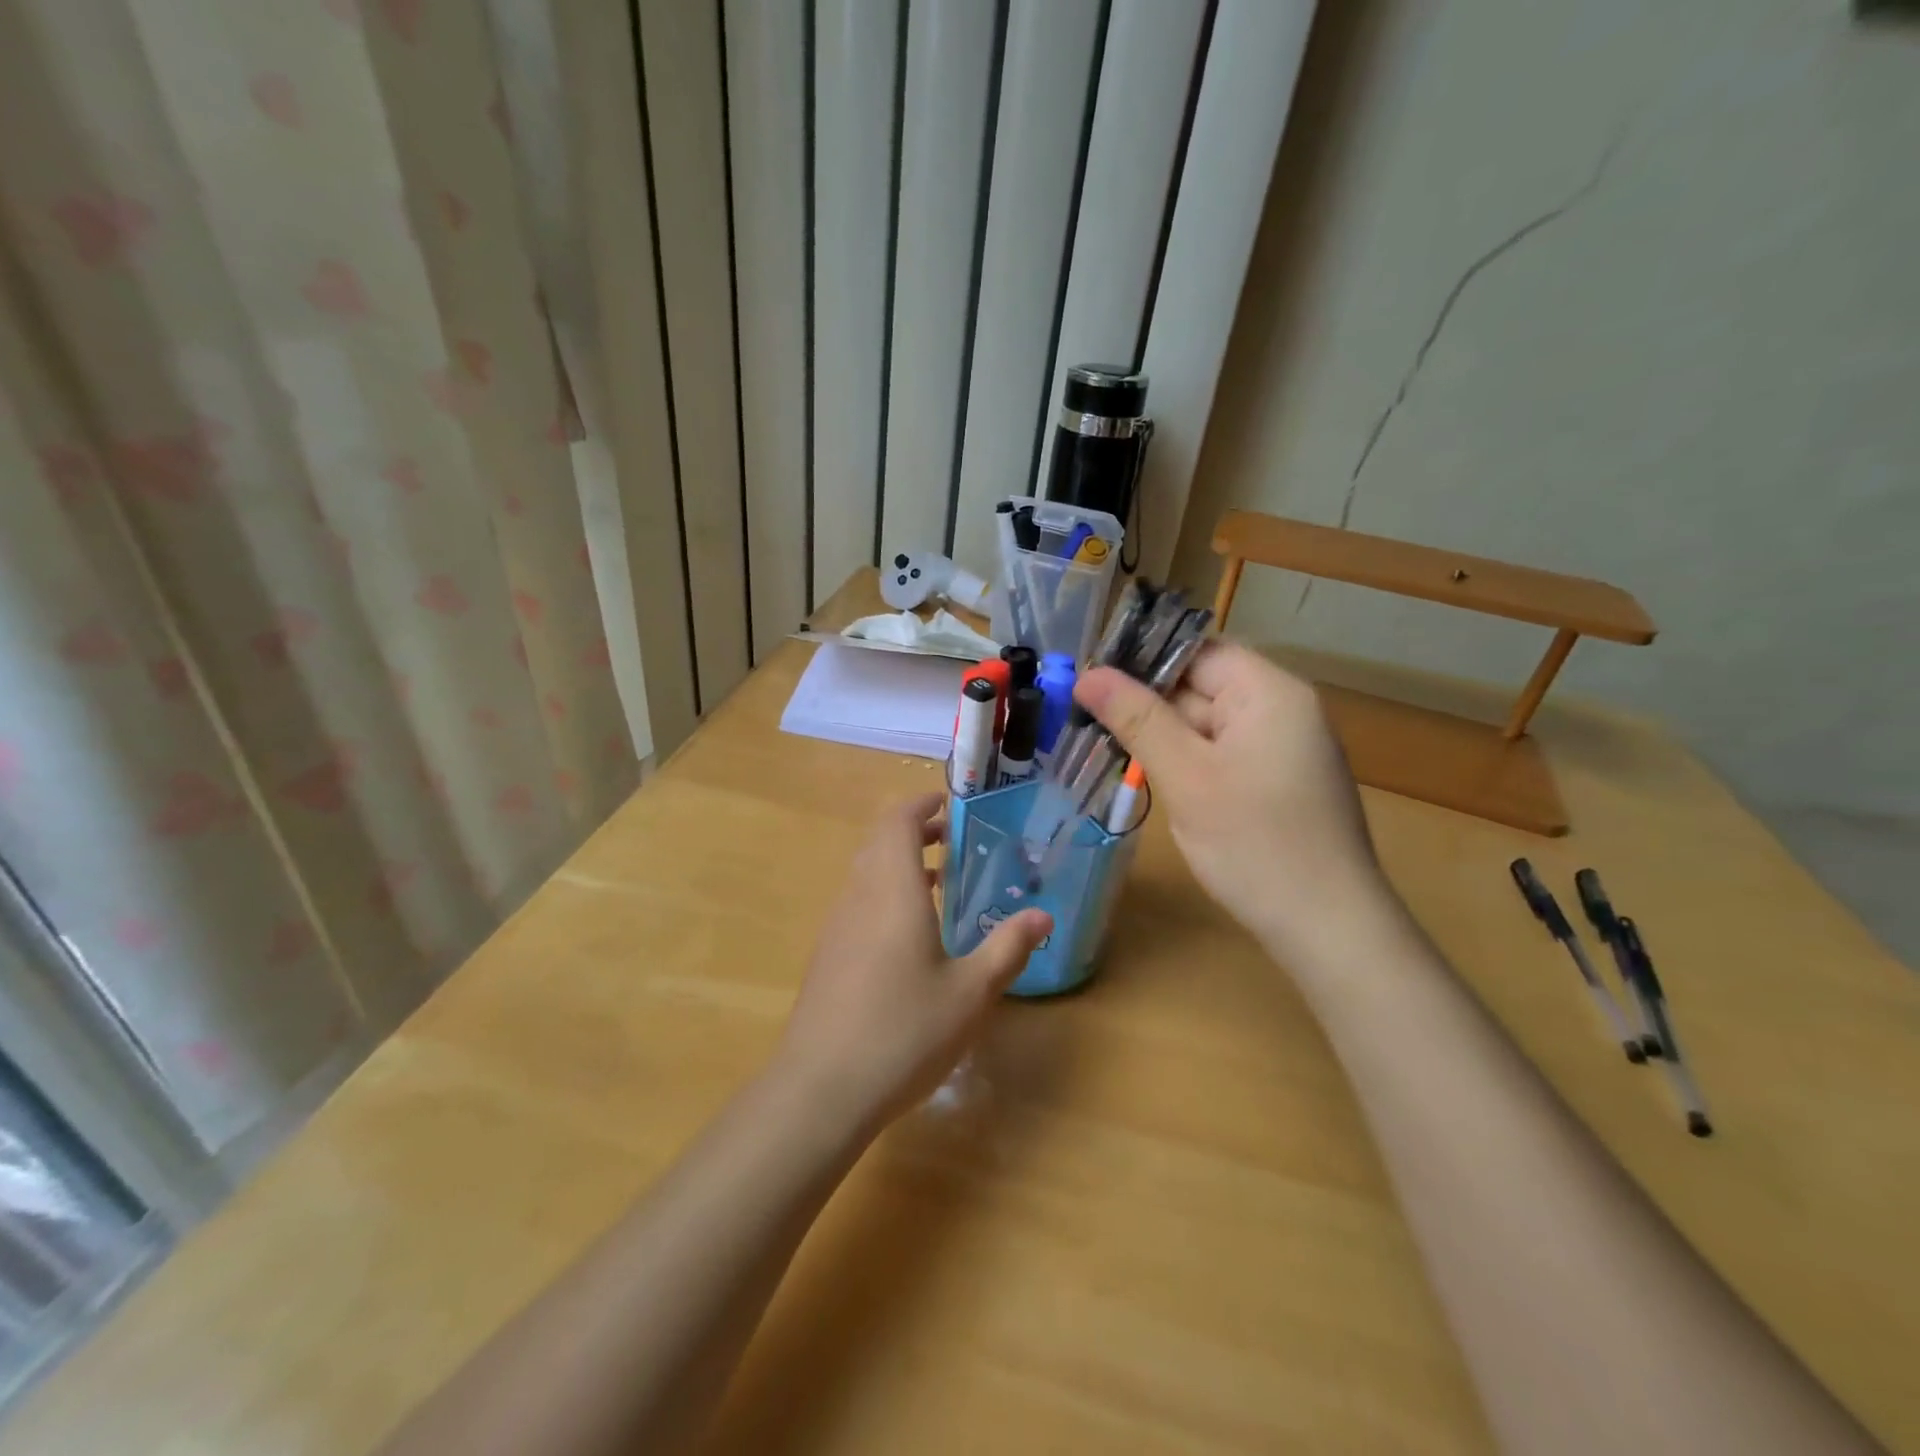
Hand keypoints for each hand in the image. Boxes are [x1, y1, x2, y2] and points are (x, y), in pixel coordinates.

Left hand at [774, 794, 1050, 1132]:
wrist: (822, 1089)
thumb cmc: (905, 1031)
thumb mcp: (971, 992)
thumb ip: (1008, 948)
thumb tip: (1043, 916)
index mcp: (893, 890)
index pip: (897, 822)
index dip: (921, 804)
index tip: (948, 803)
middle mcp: (859, 896)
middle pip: (879, 842)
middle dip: (914, 831)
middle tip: (952, 839)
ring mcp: (837, 926)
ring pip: (866, 873)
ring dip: (899, 864)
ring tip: (941, 881)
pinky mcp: (828, 956)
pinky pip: (858, 902)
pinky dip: (885, 894)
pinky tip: (911, 935)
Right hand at [1074, 641, 1389, 956]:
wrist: (1328, 929)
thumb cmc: (1255, 844)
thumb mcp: (1186, 776)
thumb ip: (1136, 718)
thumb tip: (1088, 673)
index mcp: (1269, 692)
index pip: (1195, 651)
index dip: (1141, 661)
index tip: (1089, 681)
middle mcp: (1282, 709)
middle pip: (1200, 687)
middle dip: (1145, 705)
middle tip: (1083, 720)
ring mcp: (1283, 748)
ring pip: (1206, 725)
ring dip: (1161, 738)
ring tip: (1104, 749)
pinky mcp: (1278, 782)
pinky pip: (1221, 755)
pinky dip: (1185, 762)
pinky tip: (1149, 778)